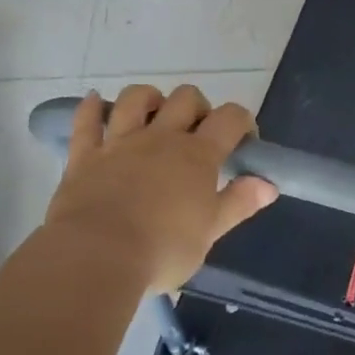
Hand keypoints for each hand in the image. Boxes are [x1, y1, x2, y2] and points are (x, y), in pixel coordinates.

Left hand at [44, 86, 276, 293]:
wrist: (96, 256)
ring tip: (153, 114)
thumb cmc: (162, 249)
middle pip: (185, 98)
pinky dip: (90, 108)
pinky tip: (94, 101)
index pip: (230, 118)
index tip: (244, 140)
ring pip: (136, 99)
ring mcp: (120, 142)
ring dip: (149, 98)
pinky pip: (86, 122)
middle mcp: (161, 138)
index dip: (242, 121)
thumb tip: (269, 184)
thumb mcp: (209, 233)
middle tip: (198, 132)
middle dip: (197, 106)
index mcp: (197, 155)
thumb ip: (239, 203)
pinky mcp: (85, 156)